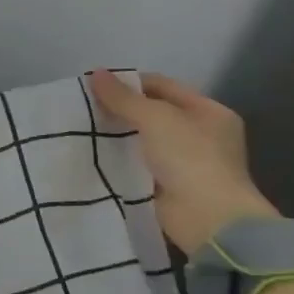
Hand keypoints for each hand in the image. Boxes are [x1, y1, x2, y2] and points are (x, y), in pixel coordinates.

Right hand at [86, 70, 279, 253]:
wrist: (208, 219)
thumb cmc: (190, 158)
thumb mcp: (155, 118)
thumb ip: (123, 97)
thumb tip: (95, 73)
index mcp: (209, 112)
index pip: (163, 86)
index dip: (130, 82)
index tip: (95, 85)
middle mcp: (201, 134)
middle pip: (153, 113)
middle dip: (121, 109)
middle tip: (85, 107)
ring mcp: (186, 162)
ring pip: (144, 140)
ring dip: (118, 135)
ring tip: (84, 128)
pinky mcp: (169, 186)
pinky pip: (139, 165)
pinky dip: (120, 160)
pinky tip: (94, 154)